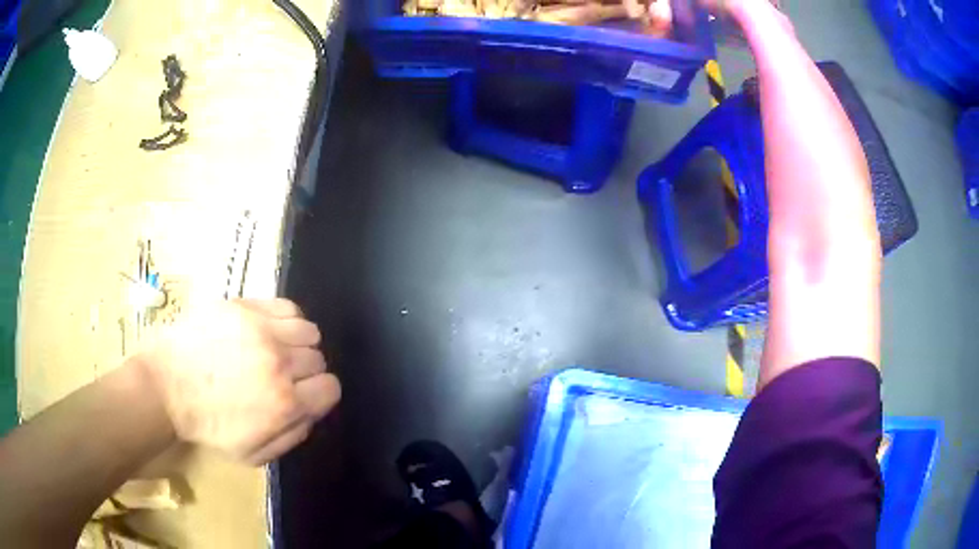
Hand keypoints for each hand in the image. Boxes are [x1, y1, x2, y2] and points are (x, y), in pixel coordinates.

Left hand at [138, 299, 339, 464]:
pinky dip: (285, 319)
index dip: (318, 394)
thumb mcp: (253, 454)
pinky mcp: (243, 307)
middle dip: (305, 371)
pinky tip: (268, 330)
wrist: (166, 387)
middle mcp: (279, 363)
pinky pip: (286, 306)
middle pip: (318, 358)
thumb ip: (292, 436)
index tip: (302, 395)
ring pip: (307, 330)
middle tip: (281, 375)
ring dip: (297, 343)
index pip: (330, 388)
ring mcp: (261, 330)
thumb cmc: (207, 426)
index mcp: (284, 404)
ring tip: (276, 349)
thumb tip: (312, 412)